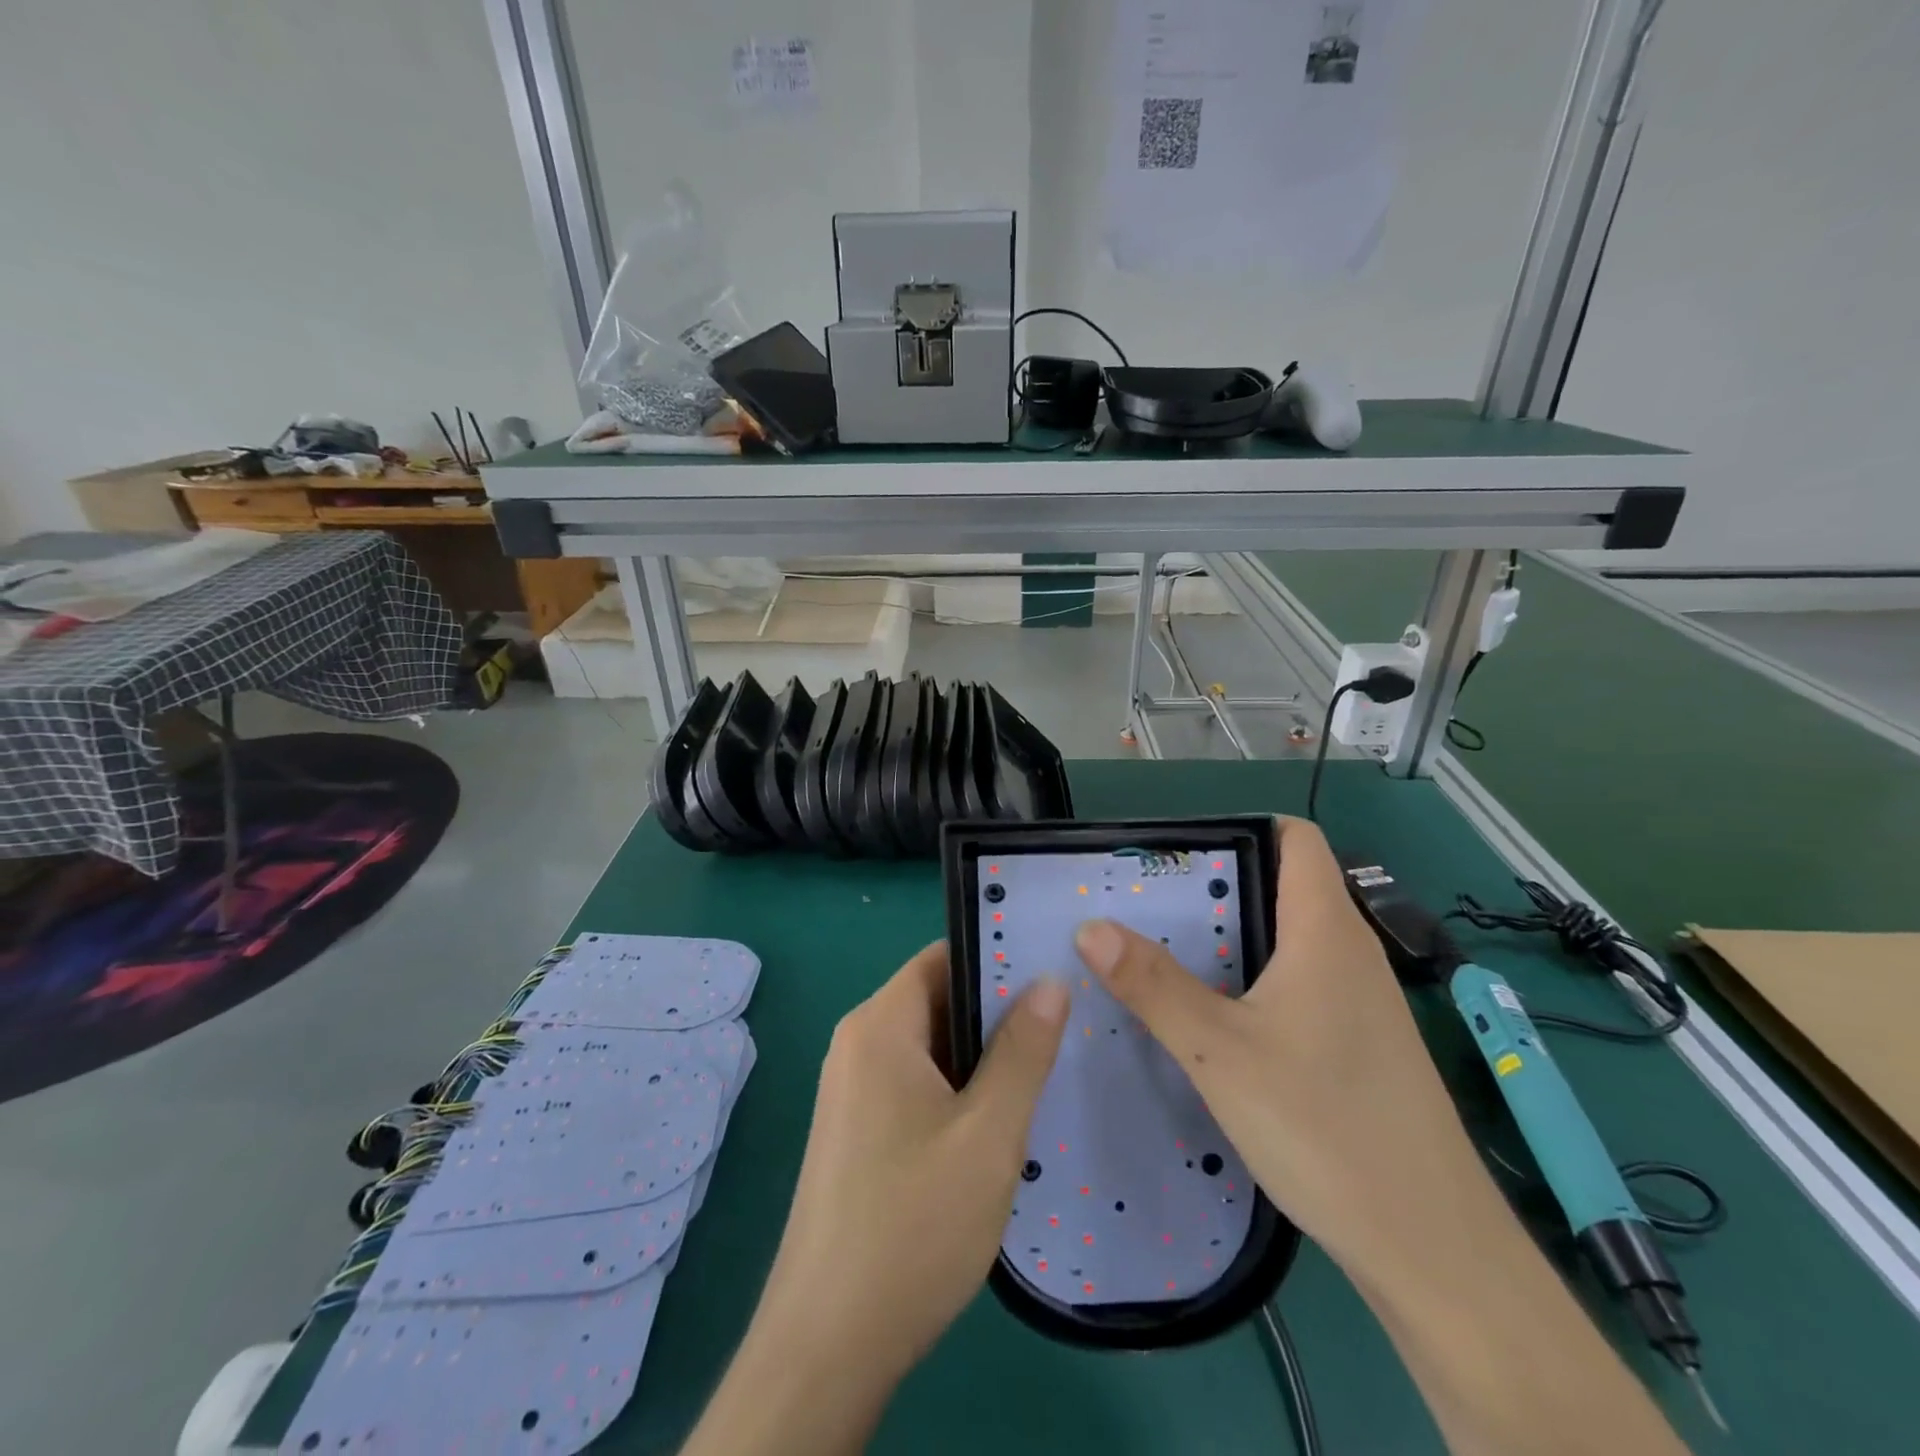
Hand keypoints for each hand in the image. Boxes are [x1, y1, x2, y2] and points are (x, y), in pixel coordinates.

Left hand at [685, 944, 1068, 1455]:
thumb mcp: (988, 1134)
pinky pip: (916, 1083)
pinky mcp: (858, 1130)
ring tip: (1045, 1069)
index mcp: (879, 1026)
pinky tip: (1000, 1121)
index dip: (997, 958)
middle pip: (937, 1000)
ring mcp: (853, 1089)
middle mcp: (858, 1044)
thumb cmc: (913, 1223)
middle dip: (997, 1012)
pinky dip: (958, 1089)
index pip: (942, 958)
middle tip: (1063, 1024)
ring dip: (982, 1056)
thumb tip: (1050, 981)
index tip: (1052, 970)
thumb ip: (1022, 1051)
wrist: (828, 1343)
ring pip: (931, 1047)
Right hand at [1072, 816, 1491, 1273]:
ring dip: (1232, 933)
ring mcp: (1360, 999)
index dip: (1241, 827)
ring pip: (1290, 936)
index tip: (1177, 850)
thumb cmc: (1324, 1126)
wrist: (1430, 1247)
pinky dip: (1255, 976)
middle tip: (1147, 902)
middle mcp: (1349, 951)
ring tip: (1165, 950)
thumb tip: (1089, 927)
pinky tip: (1216, 1015)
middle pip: (1284, 884)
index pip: (1296, 838)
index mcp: (1325, 930)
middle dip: (1216, 883)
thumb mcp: (1219, 1052)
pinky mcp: (1360, 1040)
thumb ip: (1153, 986)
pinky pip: (1300, 979)